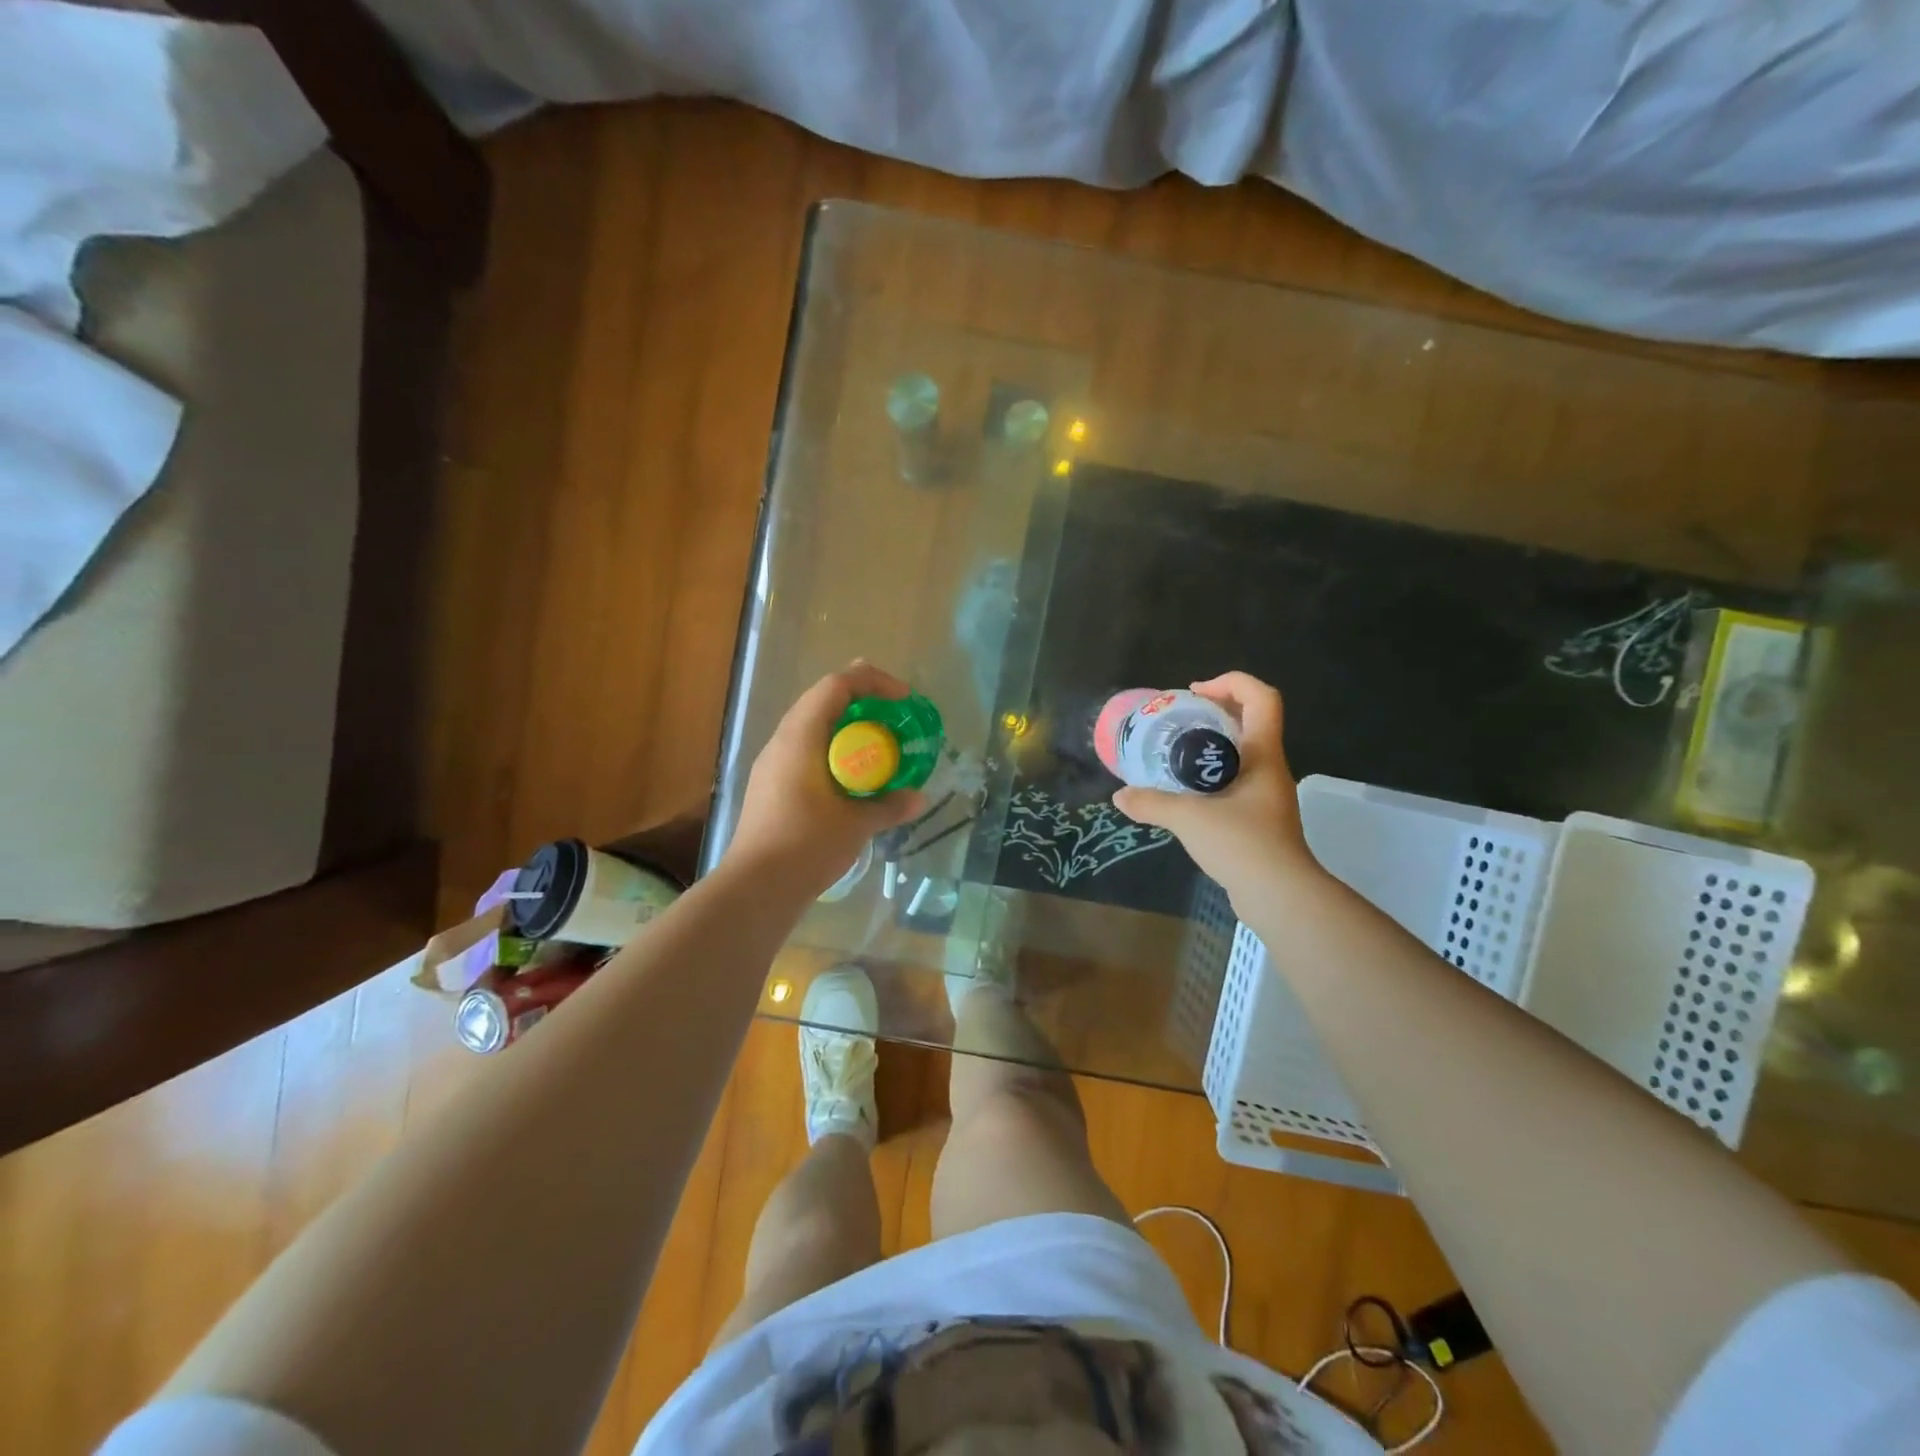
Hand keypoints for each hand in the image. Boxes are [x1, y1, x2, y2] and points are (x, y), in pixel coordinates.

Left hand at [726, 662, 929, 901]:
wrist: (756, 888)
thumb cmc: (807, 846)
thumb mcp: (856, 824)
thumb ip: (888, 806)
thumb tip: (919, 798)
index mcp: (800, 737)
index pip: (836, 686)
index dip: (873, 682)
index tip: (904, 699)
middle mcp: (782, 741)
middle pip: (822, 700)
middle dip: (862, 701)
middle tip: (895, 715)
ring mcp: (772, 764)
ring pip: (813, 726)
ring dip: (847, 727)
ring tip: (879, 743)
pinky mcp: (771, 785)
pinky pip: (806, 750)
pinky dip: (834, 750)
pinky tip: (852, 776)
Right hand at [1112, 672, 1321, 914]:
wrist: (1280, 896)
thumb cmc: (1242, 845)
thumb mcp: (1189, 819)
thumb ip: (1152, 803)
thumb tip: (1120, 796)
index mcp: (1262, 755)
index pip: (1262, 698)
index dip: (1231, 682)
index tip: (1194, 692)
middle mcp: (1270, 768)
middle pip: (1249, 720)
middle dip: (1213, 711)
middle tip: (1177, 719)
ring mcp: (1267, 794)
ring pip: (1241, 752)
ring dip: (1211, 744)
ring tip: (1174, 753)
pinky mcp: (1259, 818)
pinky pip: (1235, 780)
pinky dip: (1210, 775)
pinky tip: (1184, 792)